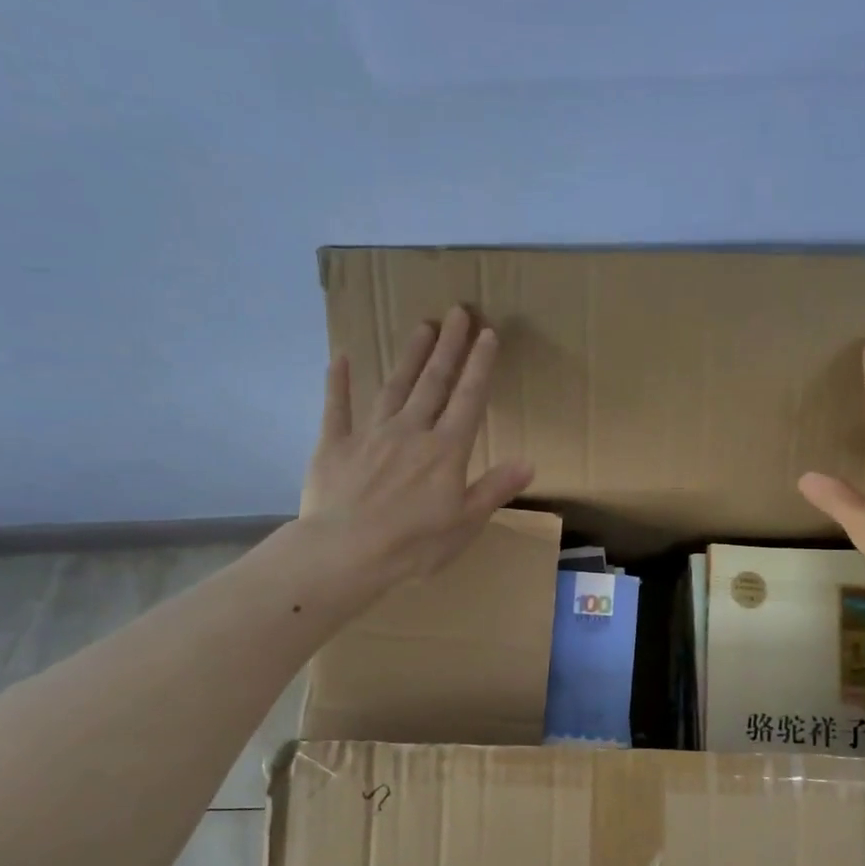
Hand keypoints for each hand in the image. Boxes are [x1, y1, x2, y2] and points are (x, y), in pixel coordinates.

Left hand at [300, 306, 534, 586]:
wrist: (346, 553)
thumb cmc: (413, 544)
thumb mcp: (466, 523)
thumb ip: (495, 488)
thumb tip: (529, 462)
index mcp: (445, 451)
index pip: (469, 400)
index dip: (480, 366)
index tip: (487, 333)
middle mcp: (411, 432)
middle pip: (433, 383)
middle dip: (448, 347)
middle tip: (457, 312)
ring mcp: (370, 435)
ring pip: (394, 387)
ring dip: (410, 356)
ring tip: (421, 327)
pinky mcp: (335, 446)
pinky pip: (337, 408)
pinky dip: (339, 383)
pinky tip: (341, 357)